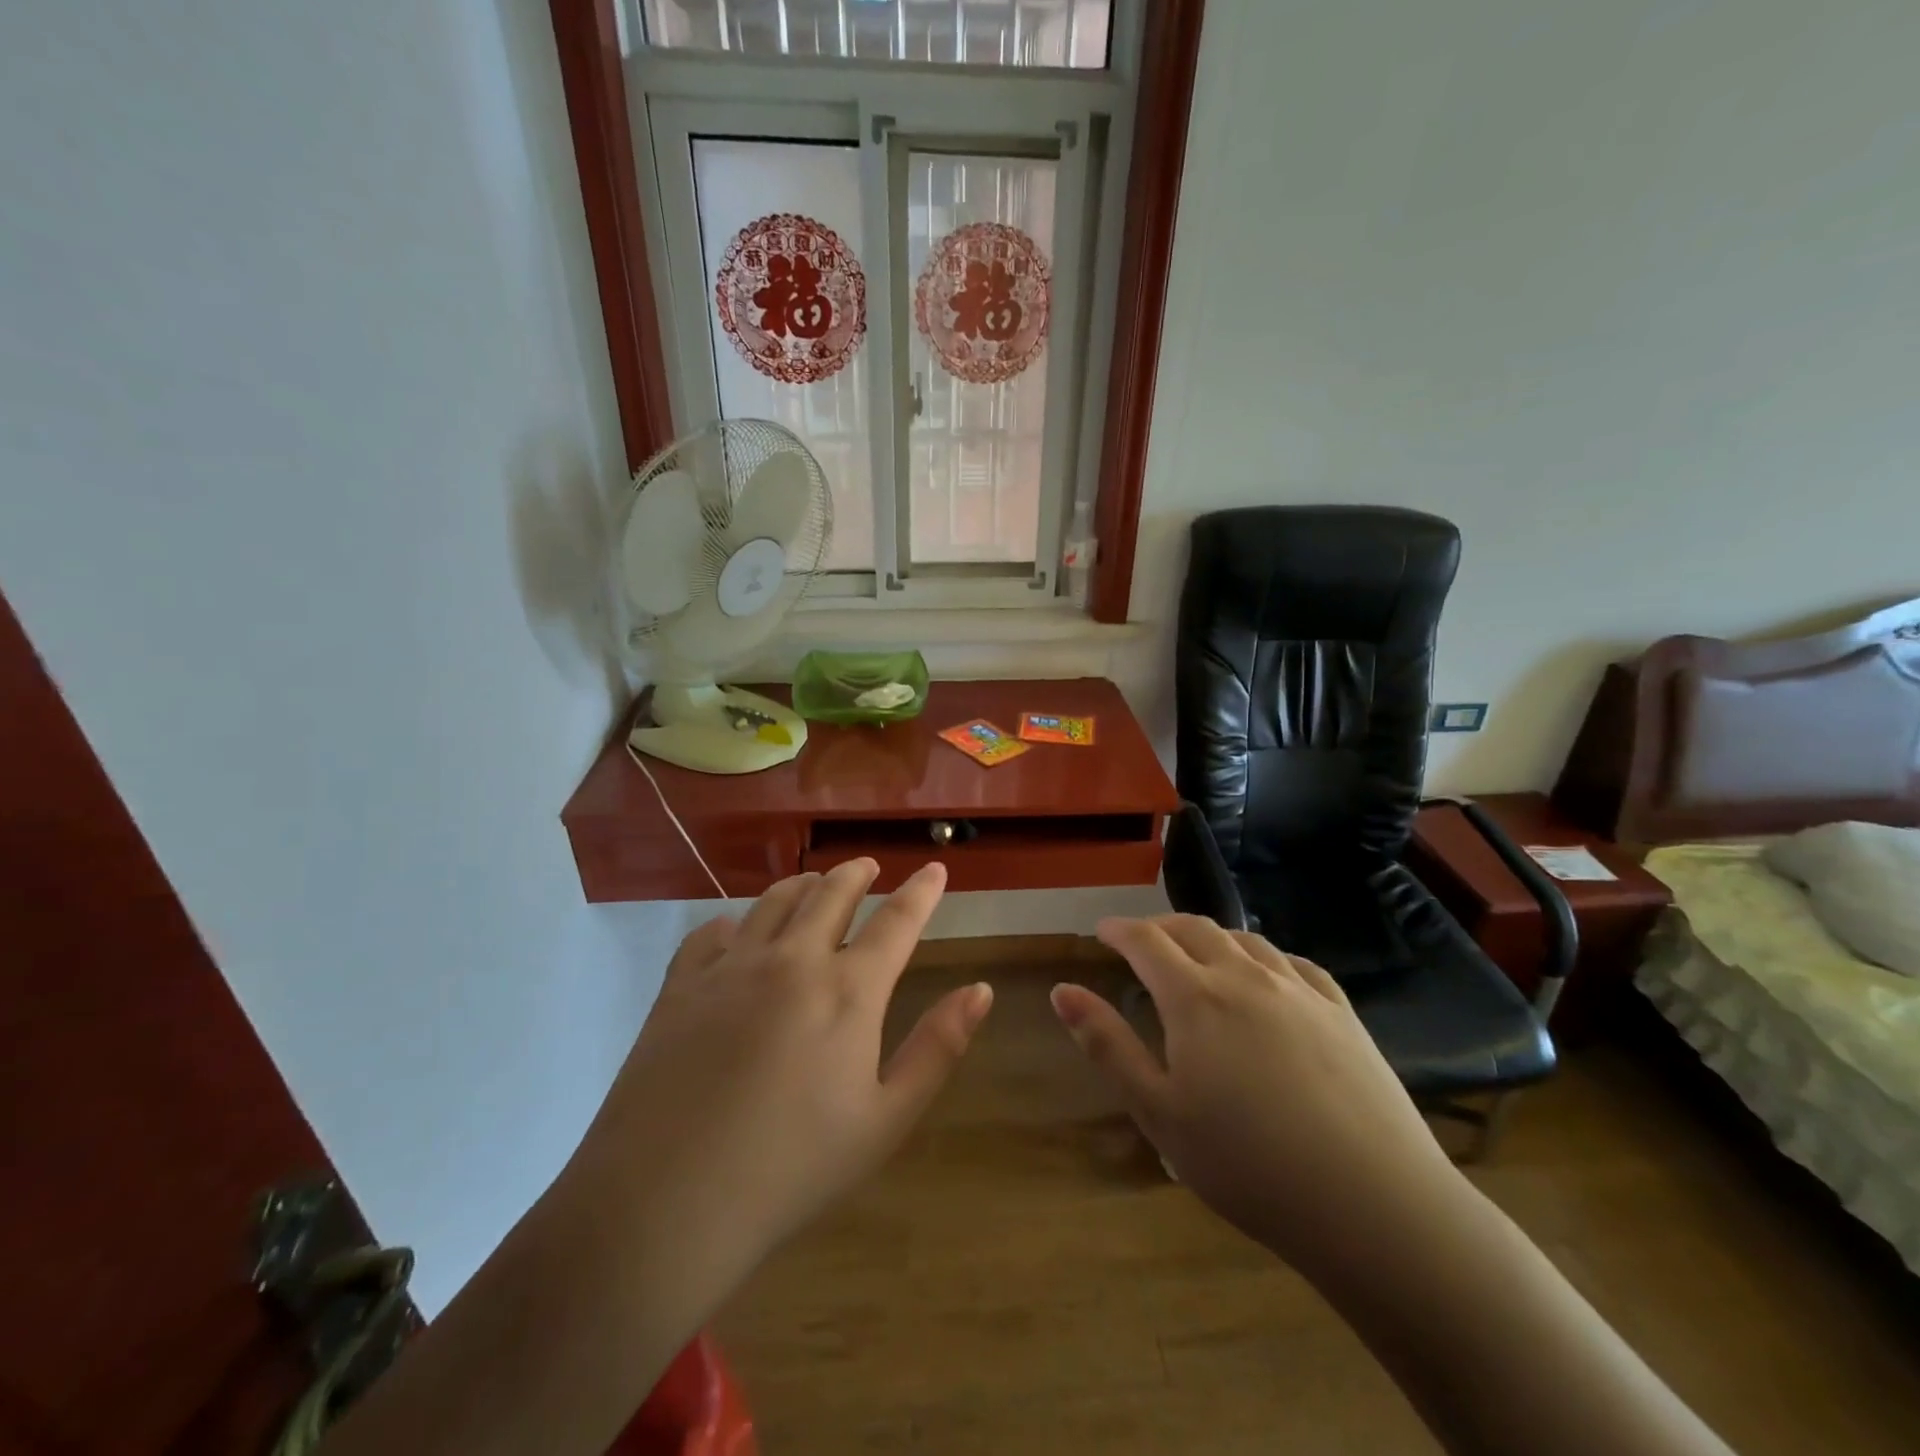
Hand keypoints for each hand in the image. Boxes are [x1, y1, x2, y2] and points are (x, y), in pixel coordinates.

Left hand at [559, 859, 991, 1310]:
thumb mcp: (885, 1121)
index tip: (934, 868)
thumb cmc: (791, 1170)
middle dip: (856, 873)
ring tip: (815, 884)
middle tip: (868, 867)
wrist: (665, 1204)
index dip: (921, 891)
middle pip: (831, 894)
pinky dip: (737, 922)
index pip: (896, 921)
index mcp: (848, 991)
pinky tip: (738, 932)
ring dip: (803, 885)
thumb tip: (981, 990)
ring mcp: (731, 967)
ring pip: (775, 901)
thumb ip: (938, 1048)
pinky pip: (713, 932)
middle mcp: (792, 960)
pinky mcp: (681, 985)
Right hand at [1051, 915, 1462, 1279]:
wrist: (1374, 1204)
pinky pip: (1293, 963)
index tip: (1103, 931)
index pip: (1146, 940)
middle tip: (1142, 940)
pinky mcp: (1341, 1012)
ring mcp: (1298, 990)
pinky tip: (1265, 975)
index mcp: (1195, 997)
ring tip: (1197, 953)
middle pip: (1195, 928)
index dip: (1119, 929)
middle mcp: (1245, 976)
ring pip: (1245, 939)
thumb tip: (1063, 991)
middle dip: (1161, 927)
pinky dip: (1263, 956)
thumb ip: (1108, 1045)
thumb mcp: (1159, 1112)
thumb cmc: (1248, 1164)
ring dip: (1211, 936)